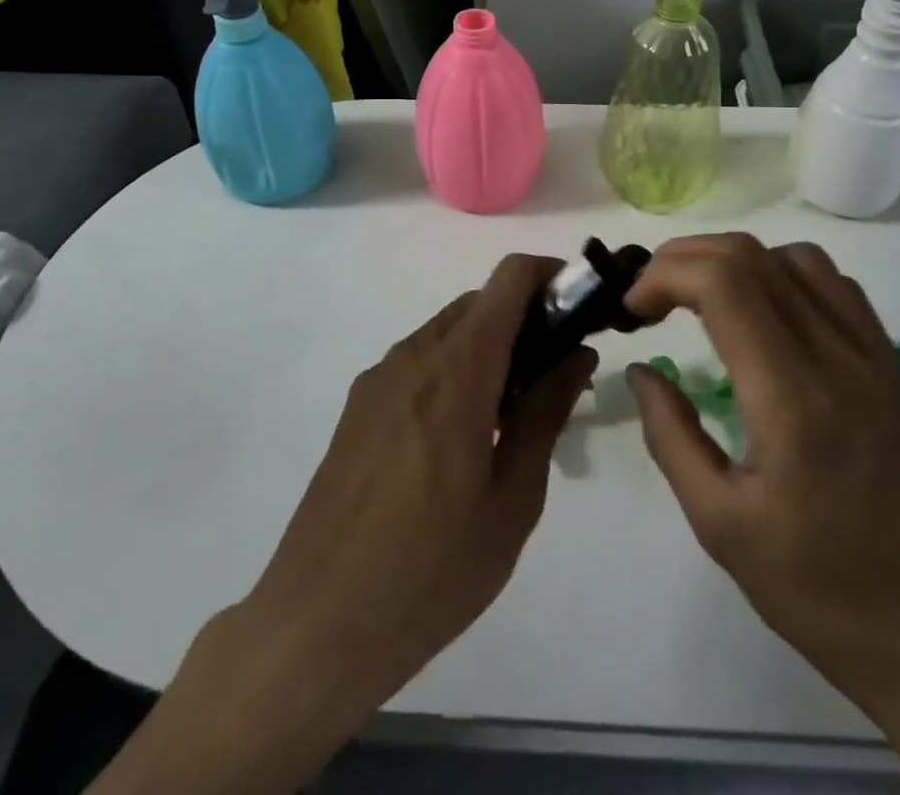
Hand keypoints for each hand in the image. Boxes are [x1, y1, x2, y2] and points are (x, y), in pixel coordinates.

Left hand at [244, 252, 594, 709]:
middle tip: (556, 374)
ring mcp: (379, 378)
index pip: (509, 278)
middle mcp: (415, 354)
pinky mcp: (358, 406)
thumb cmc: (433, 566)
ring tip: (512, 413)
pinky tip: (462, 437)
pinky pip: (418, 362)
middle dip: (525, 319)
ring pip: (447, 331)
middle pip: (480, 303)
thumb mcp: (513, 497)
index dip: (551, 275)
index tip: (581, 308)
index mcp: (458, 368)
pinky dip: (453, 370)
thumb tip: (577, 353)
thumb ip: (546, 411)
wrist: (318, 623)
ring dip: (488, 347)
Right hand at [625, 235, 899, 794]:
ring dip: (736, 263)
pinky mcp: (896, 368)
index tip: (633, 311)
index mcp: (792, 398)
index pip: (723, 281)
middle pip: (752, 256)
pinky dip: (785, 276)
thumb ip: (671, 436)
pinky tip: (768, 319)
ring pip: (797, 259)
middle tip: (652, 299)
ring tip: (704, 301)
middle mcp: (838, 357)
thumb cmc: (826, 594)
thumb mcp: (722, 526)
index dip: (664, 275)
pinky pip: (837, 287)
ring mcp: (876, 357)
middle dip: (685, 259)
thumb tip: (643, 371)